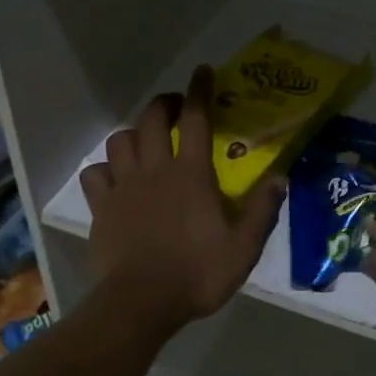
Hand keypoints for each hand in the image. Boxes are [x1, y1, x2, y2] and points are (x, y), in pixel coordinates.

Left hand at [79, 66, 284, 331]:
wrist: (141, 303)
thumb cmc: (197, 274)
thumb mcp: (243, 248)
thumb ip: (262, 210)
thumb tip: (279, 178)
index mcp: (191, 174)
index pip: (197, 119)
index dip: (200, 91)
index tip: (203, 72)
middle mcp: (155, 170)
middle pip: (152, 119)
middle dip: (165, 104)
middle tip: (177, 108)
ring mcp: (123, 187)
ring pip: (120, 140)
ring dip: (135, 134)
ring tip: (146, 142)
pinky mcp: (101, 207)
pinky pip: (96, 173)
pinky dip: (105, 168)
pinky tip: (115, 178)